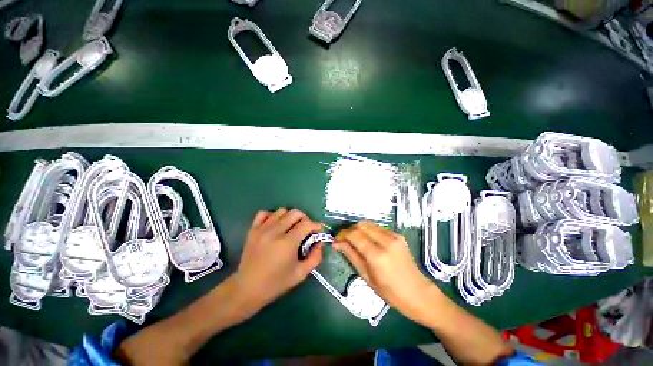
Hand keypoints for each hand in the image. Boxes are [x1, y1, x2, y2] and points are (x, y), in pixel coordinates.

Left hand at [234, 208, 323, 311]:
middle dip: (304, 219)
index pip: (306, 224)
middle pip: (295, 213)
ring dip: (290, 217)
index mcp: (287, 243)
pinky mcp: (252, 229)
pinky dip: (272, 216)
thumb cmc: (276, 283)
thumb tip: (320, 242)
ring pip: (281, 211)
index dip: (315, 225)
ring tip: (290, 228)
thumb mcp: (301, 274)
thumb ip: (315, 257)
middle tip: (305, 229)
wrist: (247, 288)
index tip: (317, 230)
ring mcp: (262, 229)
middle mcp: (275, 232)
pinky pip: (264, 213)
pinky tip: (275, 225)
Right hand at [334, 221, 440, 323]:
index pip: (354, 235)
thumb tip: (337, 243)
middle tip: (343, 239)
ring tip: (352, 239)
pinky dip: (368, 230)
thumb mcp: (366, 276)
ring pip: (368, 224)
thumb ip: (351, 255)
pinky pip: (377, 227)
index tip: (335, 240)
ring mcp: (394, 236)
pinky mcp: (398, 235)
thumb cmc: (390, 292)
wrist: (418, 292)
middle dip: (348, 230)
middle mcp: (386, 241)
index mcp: (377, 256)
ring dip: (357, 229)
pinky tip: (366, 239)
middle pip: (361, 225)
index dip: (342, 234)